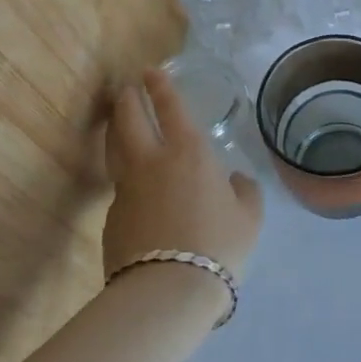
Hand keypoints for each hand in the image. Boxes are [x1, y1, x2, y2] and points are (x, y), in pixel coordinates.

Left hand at [102, 69, 262, 281]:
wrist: (167, 291)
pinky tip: (133, 184)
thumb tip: (234, 181)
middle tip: (128, 89)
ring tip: (118, 120)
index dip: (160, 86)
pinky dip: (123, 174)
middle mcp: (152, 161)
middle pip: (129, 119)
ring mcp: (126, 188)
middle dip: (128, 99)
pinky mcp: (111, 216)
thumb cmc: (218, 245)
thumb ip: (243, 191)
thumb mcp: (249, 216)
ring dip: (115, 128)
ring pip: (114, 148)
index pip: (170, 107)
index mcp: (189, 152)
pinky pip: (117, 185)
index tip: (151, 71)